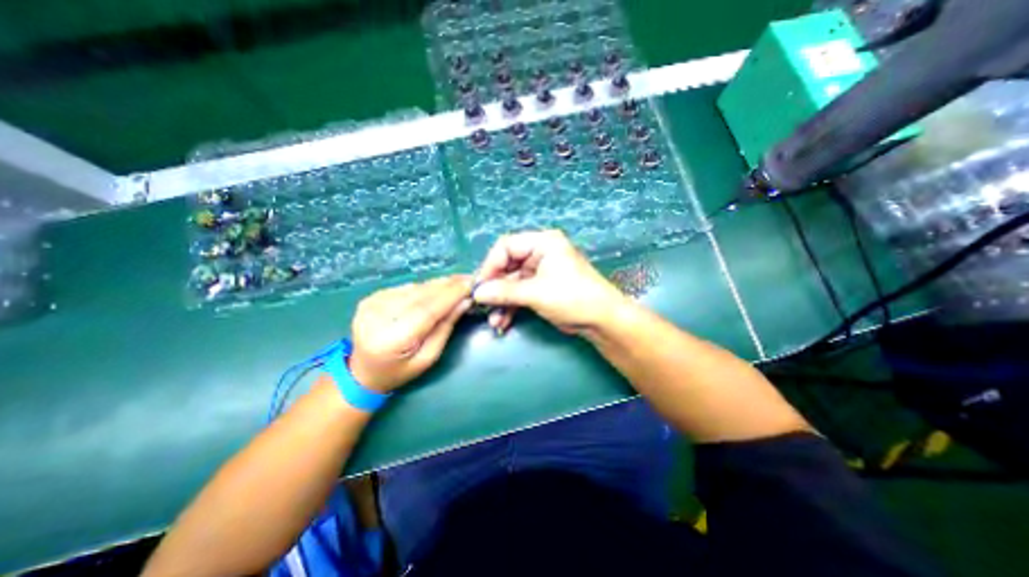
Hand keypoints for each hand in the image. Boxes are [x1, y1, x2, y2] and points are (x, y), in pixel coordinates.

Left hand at [347, 275, 470, 391]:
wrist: (362, 372)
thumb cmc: (399, 371)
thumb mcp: (428, 358)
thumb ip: (445, 328)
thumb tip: (464, 302)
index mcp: (392, 339)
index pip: (427, 310)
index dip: (450, 295)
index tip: (470, 284)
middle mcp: (378, 317)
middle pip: (420, 295)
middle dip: (447, 286)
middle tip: (468, 279)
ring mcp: (371, 305)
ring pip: (414, 288)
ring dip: (437, 284)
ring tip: (456, 282)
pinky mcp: (371, 298)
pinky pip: (405, 288)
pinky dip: (423, 287)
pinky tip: (435, 289)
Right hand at [472, 231, 626, 332]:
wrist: (601, 320)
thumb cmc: (573, 297)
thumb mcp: (536, 293)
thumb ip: (504, 291)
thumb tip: (477, 293)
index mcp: (542, 242)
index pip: (506, 247)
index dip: (490, 265)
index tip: (479, 286)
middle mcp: (540, 253)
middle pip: (507, 266)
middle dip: (495, 288)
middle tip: (482, 305)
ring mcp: (540, 272)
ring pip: (511, 284)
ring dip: (501, 302)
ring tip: (493, 321)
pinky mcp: (541, 288)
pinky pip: (519, 294)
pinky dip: (510, 307)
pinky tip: (502, 322)